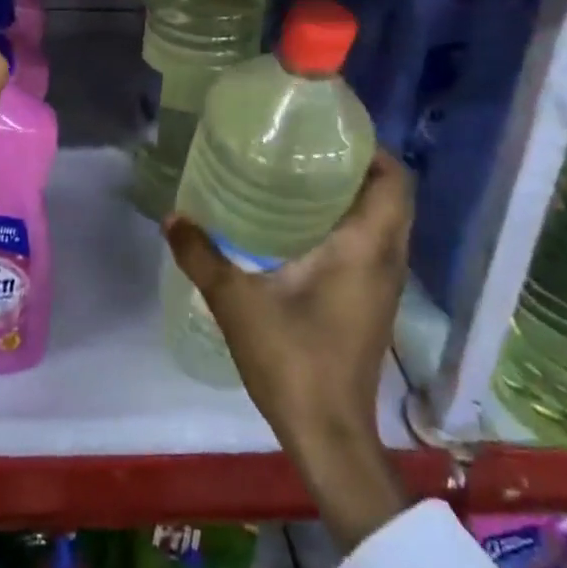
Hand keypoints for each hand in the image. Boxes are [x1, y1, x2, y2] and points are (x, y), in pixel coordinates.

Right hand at [164, 152, 414, 548]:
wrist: (328, 434)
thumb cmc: (292, 359)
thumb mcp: (236, 302)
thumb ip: (202, 255)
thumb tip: (172, 216)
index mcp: (366, 247)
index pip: (394, 180)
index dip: (371, 149)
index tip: (330, 133)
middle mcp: (386, 259)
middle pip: (391, 196)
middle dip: (357, 167)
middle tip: (306, 151)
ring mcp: (384, 285)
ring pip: (384, 223)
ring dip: (354, 197)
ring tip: (300, 180)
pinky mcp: (373, 304)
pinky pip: (373, 247)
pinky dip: (350, 226)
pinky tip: (301, 230)